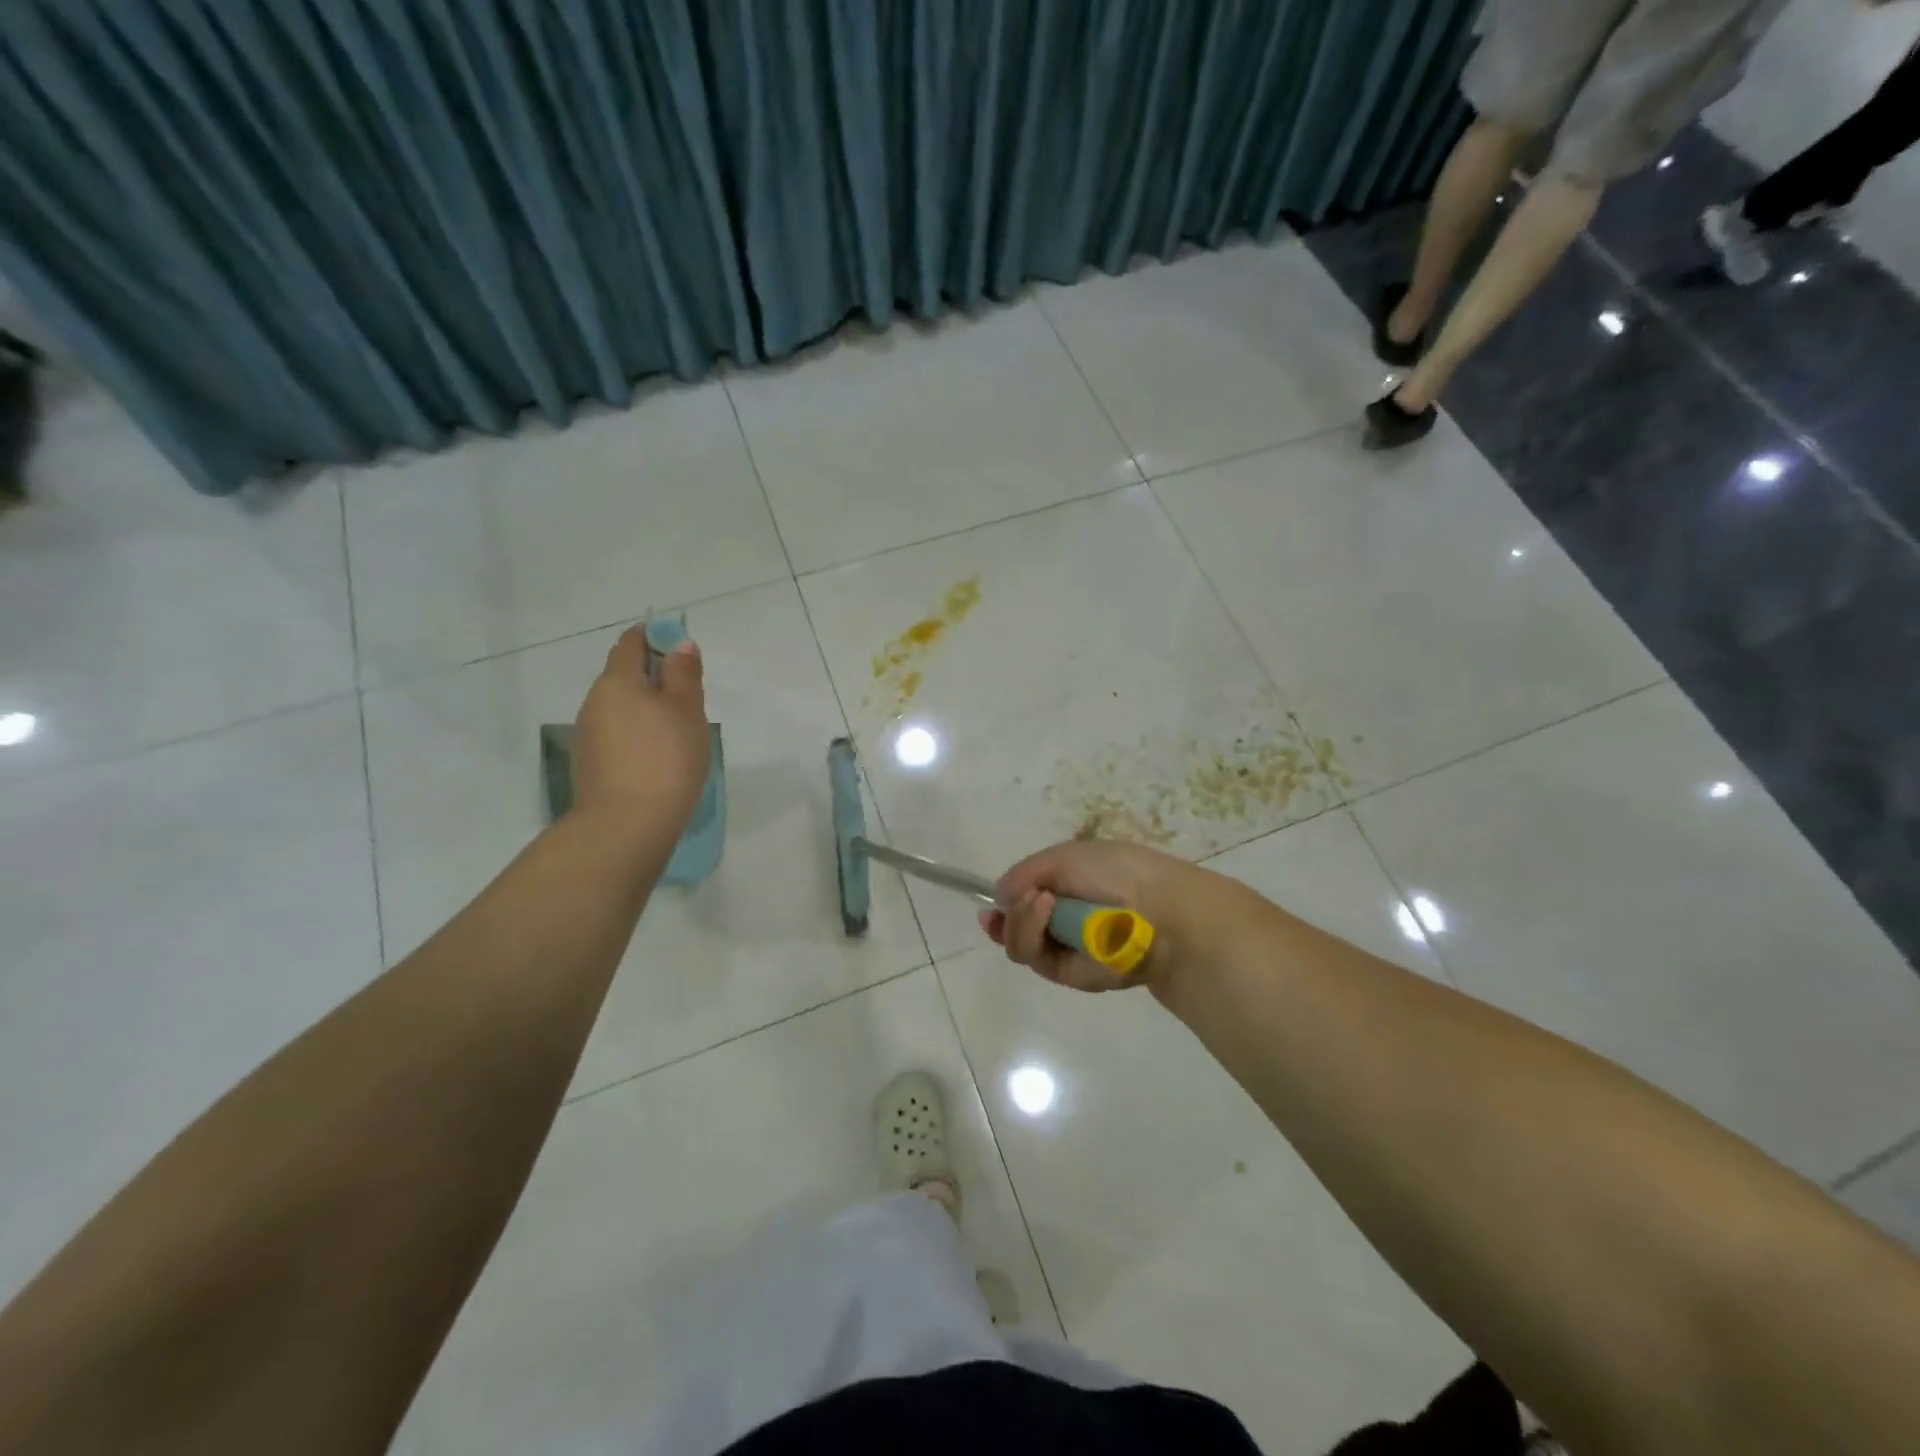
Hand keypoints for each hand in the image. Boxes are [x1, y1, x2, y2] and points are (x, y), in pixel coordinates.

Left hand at [571, 626, 709, 830]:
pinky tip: (658, 757)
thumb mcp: (687, 711)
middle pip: (623, 677)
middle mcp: (594, 702)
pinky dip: (637, 735)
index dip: (653, 637)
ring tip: (678, 731)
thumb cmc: (665, 758)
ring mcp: (588, 736)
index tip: (677, 646)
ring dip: (645, 710)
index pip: (630, 644)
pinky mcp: (590, 765)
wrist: (626, 826)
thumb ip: (684, 674)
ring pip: (620, 709)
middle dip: (653, 678)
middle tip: (688, 696)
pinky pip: (617, 736)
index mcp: (616, 681)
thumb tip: (680, 644)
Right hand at [980, 839, 1239, 993]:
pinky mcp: (1070, 975)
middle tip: (1021, 899)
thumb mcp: (1065, 857)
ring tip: (1040, 901)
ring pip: (1020, 945)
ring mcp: (1066, 951)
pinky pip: (1036, 958)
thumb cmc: (1116, 871)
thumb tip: (999, 897)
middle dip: (1009, 916)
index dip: (1005, 906)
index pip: (1025, 905)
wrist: (1158, 907)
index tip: (991, 906)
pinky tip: (1046, 910)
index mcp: (1068, 892)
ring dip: (1020, 921)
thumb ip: (1025, 874)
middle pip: (1015, 929)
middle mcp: (1064, 924)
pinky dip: (1033, 932)